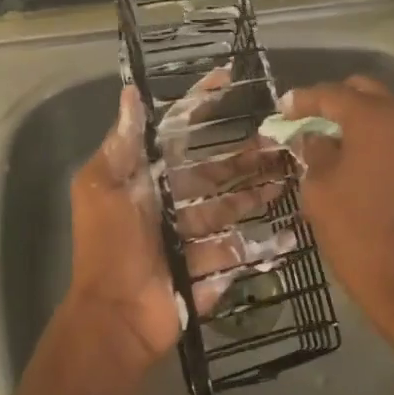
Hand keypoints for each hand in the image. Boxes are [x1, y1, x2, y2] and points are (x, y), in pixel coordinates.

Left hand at [65, 81, 288, 366]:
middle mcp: (172, 202)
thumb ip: (122, 145)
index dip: (201, 105)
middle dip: (245, 157)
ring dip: (259, 193)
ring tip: (290, 178)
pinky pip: (238, 251)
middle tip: (280, 141)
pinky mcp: (208, 268)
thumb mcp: (103, 188)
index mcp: (148, 178)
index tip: (227, 78)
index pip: (178, 133)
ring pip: (231, 208)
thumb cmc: (110, 246)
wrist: (116, 316)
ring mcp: (192, 236)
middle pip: (216, 172)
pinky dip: (262, 244)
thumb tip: (130, 93)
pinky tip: (290, 231)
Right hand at [278, 76, 393, 351]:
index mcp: (374, 117)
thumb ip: (315, 152)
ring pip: (391, 110)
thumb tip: (316, 137)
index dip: (303, 100)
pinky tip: (366, 156)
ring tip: (338, 139)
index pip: (332, 94)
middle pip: (367, 92)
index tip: (283, 108)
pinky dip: (386, 136)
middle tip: (311, 119)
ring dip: (364, 118)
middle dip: (337, 101)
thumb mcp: (320, 189)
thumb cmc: (358, 232)